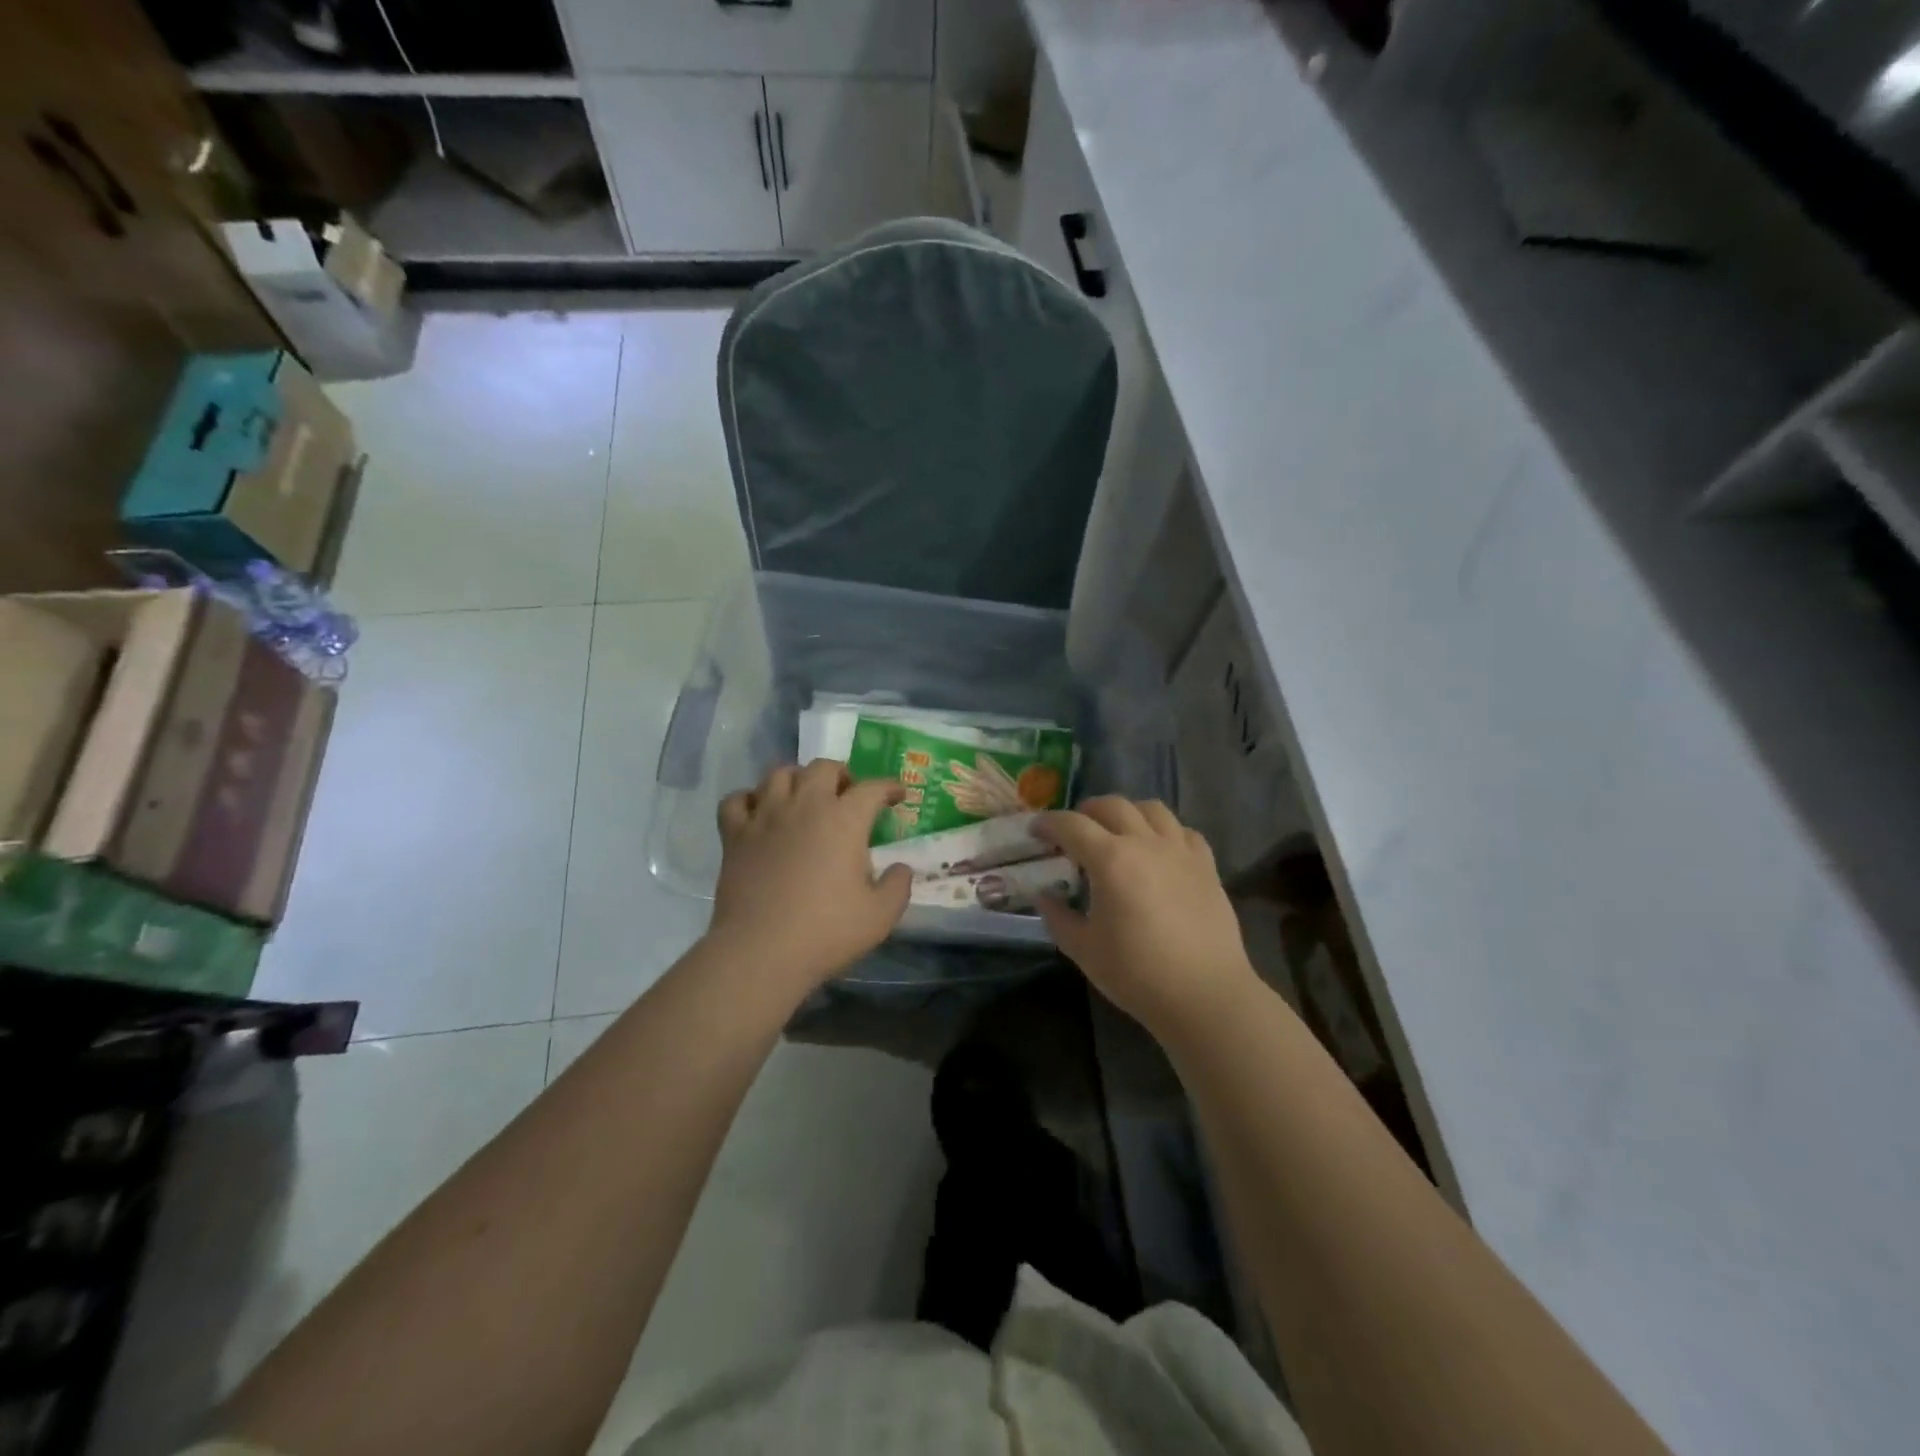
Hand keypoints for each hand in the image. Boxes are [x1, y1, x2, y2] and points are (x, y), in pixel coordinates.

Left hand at [709, 760, 913, 995]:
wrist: (761, 952)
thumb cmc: (826, 932)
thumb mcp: (880, 916)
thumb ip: (898, 886)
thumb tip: (900, 868)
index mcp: (844, 820)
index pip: (872, 788)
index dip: (889, 788)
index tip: (898, 795)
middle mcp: (805, 805)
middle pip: (823, 767)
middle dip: (841, 774)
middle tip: (847, 794)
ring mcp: (765, 817)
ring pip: (779, 774)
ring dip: (796, 779)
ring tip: (804, 797)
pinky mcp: (734, 835)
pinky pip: (736, 800)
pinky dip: (749, 800)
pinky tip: (758, 813)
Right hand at [1035, 797, 1256, 1038]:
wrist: (1205, 995)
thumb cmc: (1137, 974)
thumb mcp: (1083, 949)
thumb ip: (1058, 917)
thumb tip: (1044, 896)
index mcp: (1110, 860)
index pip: (1071, 825)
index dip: (1048, 823)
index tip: (1036, 831)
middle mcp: (1145, 843)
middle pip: (1112, 806)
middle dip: (1086, 811)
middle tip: (1074, 831)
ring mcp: (1180, 851)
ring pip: (1152, 809)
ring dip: (1128, 813)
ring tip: (1118, 832)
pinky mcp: (1207, 866)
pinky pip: (1184, 831)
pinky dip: (1165, 831)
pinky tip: (1159, 850)